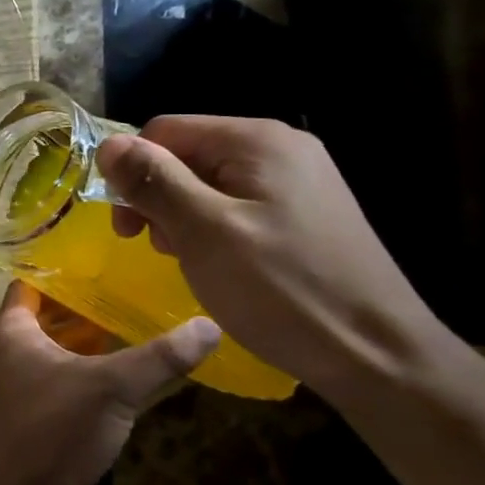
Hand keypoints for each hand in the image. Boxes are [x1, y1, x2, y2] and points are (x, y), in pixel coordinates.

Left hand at [0, 282, 220, 484]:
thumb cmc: (56, 429)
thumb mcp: (113, 386)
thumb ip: (161, 356)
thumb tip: (210, 325)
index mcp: (11, 331)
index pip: (30, 284)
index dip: (62, 270)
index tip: (102, 260)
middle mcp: (5, 353)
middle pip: (46, 317)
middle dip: (84, 306)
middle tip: (130, 291)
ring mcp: (15, 388)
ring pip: (53, 352)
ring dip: (87, 342)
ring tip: (134, 327)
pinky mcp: (30, 419)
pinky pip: (58, 382)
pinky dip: (84, 374)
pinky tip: (122, 378)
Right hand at [96, 116, 447, 401]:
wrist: (376, 354)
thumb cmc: (282, 290)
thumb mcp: (205, 232)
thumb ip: (155, 182)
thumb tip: (108, 144)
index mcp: (256, 141)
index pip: (165, 131)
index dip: (134, 172)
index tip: (126, 228)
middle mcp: (279, 148)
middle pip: (188, 155)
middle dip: (159, 198)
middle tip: (156, 248)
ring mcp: (297, 182)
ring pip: (209, 184)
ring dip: (183, 218)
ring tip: (189, 261)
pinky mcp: (304, 214)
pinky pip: (237, 207)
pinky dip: (213, 231)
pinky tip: (218, 265)